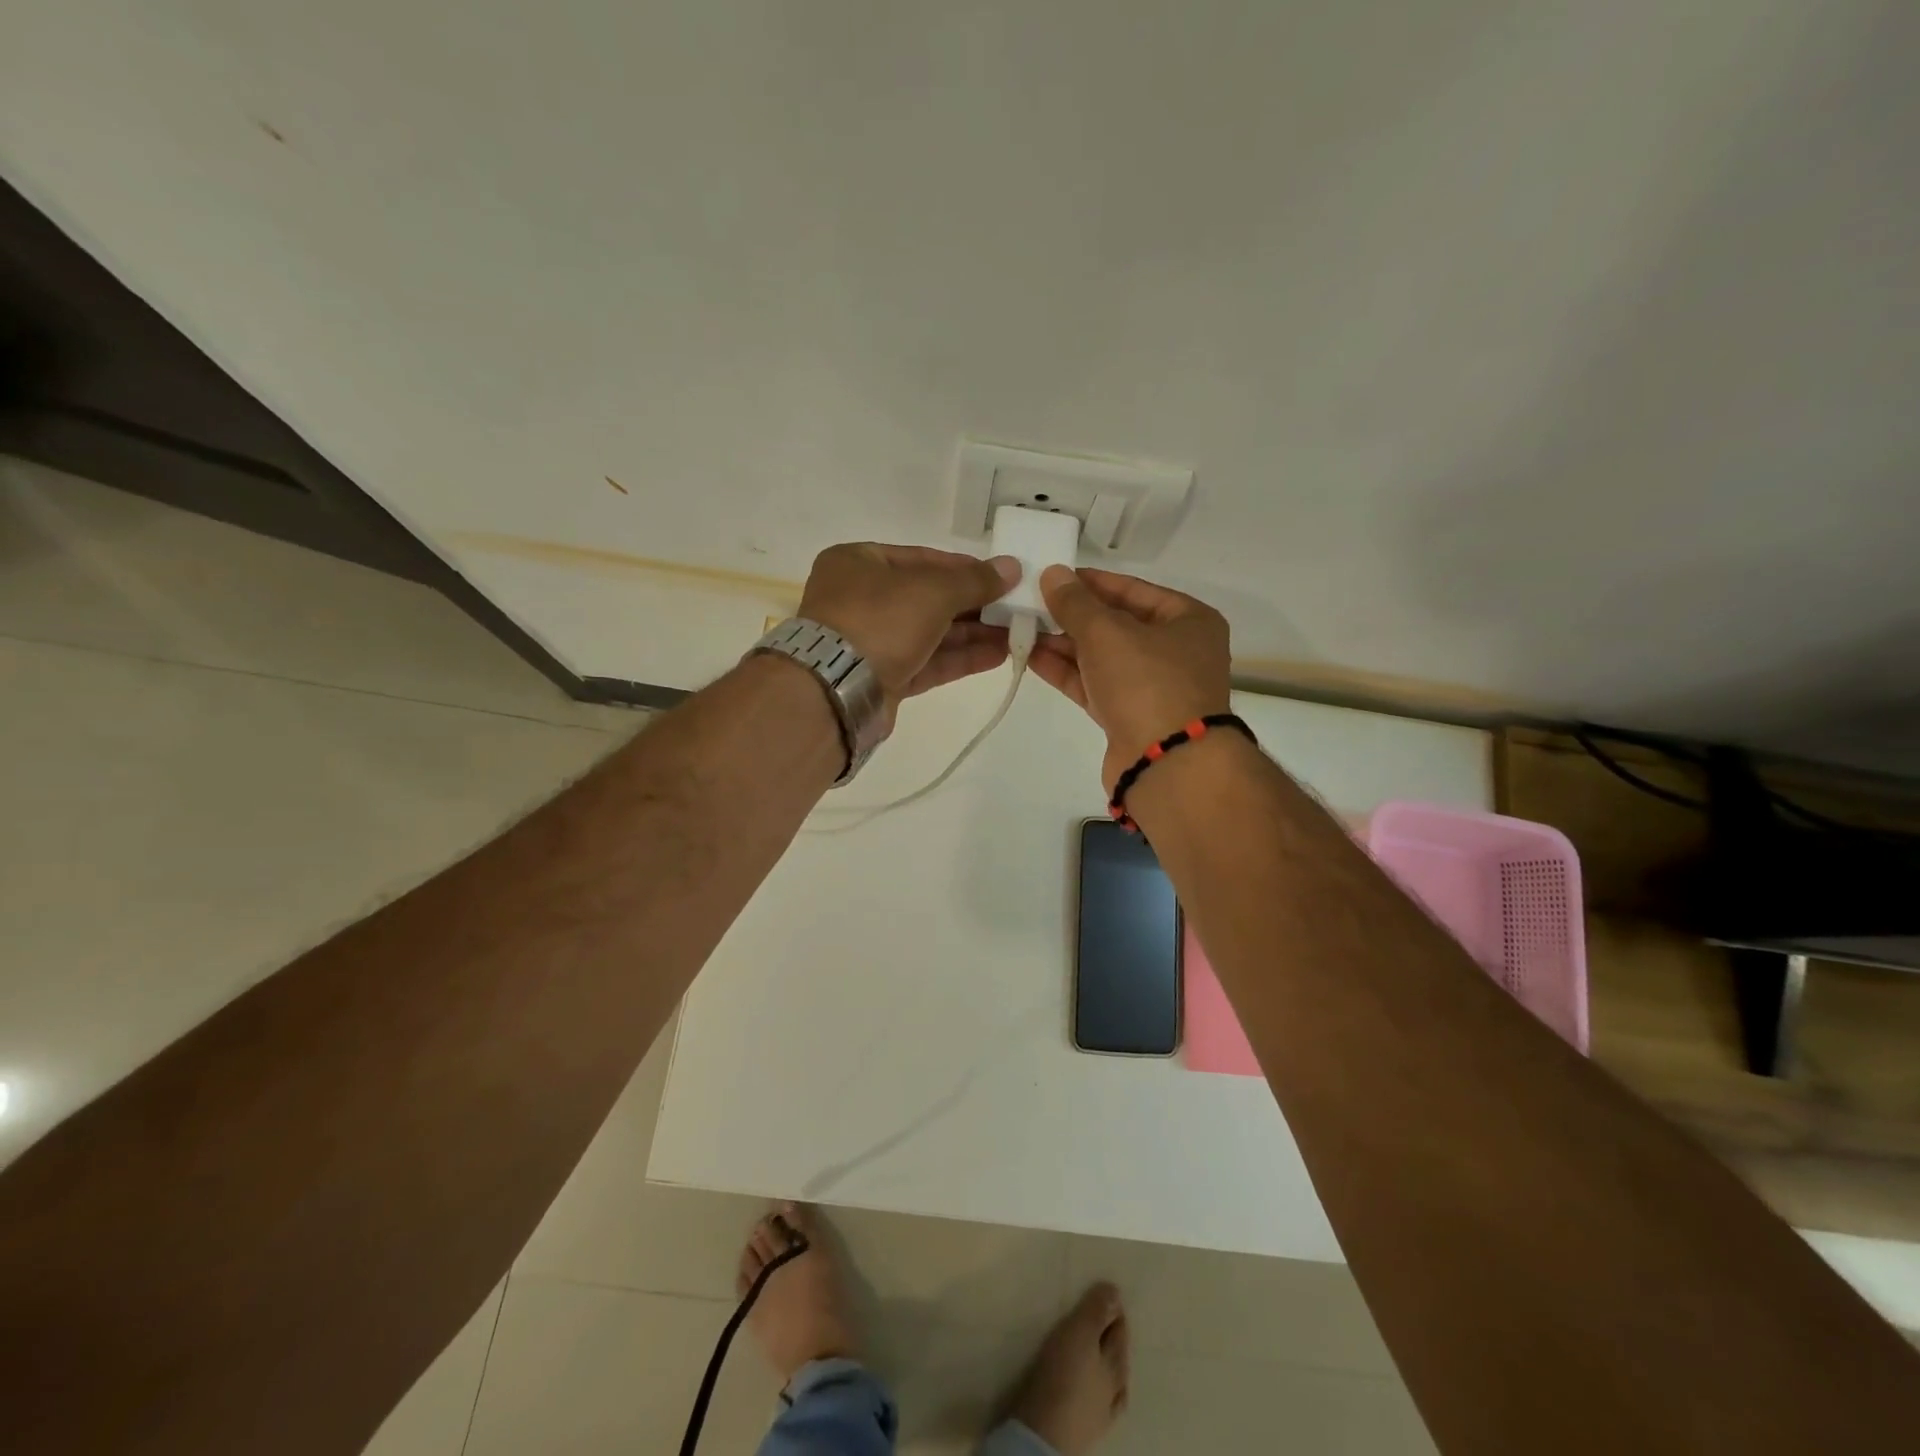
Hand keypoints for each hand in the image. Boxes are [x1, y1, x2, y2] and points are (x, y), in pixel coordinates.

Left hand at [798, 544, 1020, 718]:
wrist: (836, 690)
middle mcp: (861, 599)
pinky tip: (998, 655)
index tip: (1001, 577)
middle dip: (974, 605)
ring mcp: (870, 642)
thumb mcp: (933, 591)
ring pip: (930, 633)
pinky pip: (927, 662)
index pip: (922, 558)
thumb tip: (1013, 567)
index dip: (965, 568)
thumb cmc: (879, 621)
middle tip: (1015, 608)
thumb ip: (975, 581)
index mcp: (859, 563)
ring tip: (1016, 633)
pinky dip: (959, 658)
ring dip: (973, 634)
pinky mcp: (882, 678)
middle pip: (928, 598)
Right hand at [1030, 566, 1231, 789]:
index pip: (1132, 589)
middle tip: (1030, 604)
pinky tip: (1032, 657)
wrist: (1167, 765)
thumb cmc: (1147, 683)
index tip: (1052, 577)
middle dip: (1072, 616)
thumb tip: (1052, 574)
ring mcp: (1153, 687)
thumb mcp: (1107, 633)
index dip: (1090, 582)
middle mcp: (1176, 651)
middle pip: (1116, 624)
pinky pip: (1095, 685)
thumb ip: (1075, 603)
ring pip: (1103, 657)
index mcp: (1188, 620)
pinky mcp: (1130, 717)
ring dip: (1064, 644)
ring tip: (1022, 629)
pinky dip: (1067, 672)